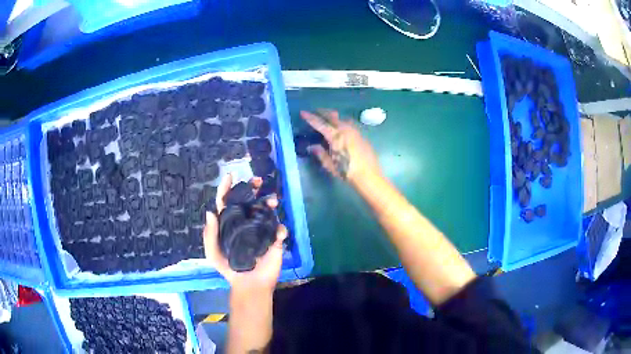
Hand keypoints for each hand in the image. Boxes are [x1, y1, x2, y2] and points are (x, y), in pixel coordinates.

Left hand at [203, 173, 287, 294]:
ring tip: (273, 202)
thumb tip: (209, 212)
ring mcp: (260, 231)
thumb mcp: (213, 253)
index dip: (227, 188)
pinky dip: (280, 229)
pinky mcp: (274, 241)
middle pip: (248, 201)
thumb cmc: (228, 268)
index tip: (231, 175)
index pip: (226, 202)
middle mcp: (245, 223)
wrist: (248, 285)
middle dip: (252, 188)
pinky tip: (279, 233)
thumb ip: (209, 234)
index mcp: (229, 224)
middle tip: (258, 181)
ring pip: (266, 210)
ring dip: (269, 202)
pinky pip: (279, 230)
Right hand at [301, 109, 380, 184]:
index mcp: (335, 136)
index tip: (303, 112)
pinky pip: (350, 124)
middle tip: (315, 112)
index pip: (320, 123)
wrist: (369, 175)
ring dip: (334, 117)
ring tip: (328, 118)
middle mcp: (345, 129)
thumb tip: (311, 147)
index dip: (310, 118)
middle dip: (323, 113)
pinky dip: (342, 122)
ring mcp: (355, 131)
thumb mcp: (330, 165)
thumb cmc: (347, 171)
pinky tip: (342, 128)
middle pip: (332, 116)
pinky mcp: (362, 135)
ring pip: (342, 118)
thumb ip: (320, 153)